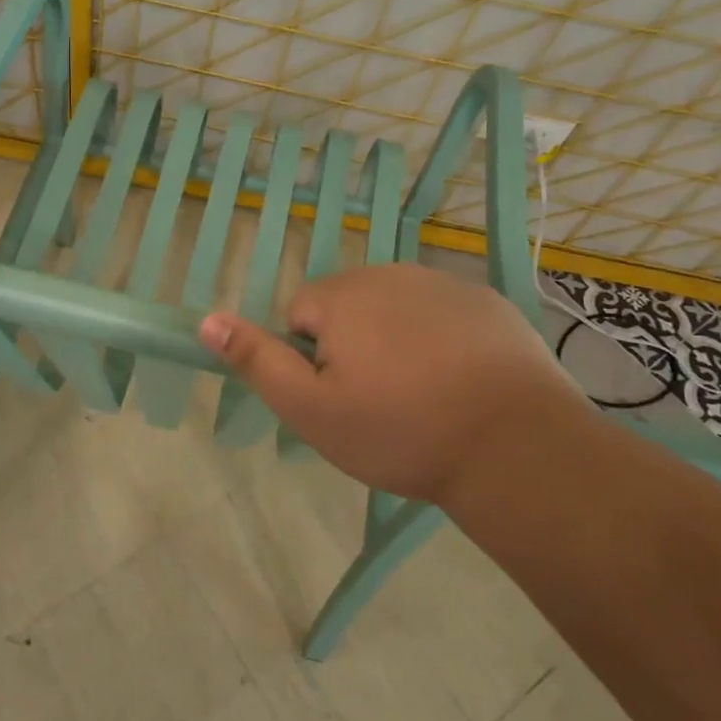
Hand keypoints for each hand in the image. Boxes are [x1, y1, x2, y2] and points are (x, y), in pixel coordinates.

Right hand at [198, 263, 593, 506]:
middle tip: (380, 404)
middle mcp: (389, 274)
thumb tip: (207, 320)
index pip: (300, 315)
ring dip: (398, 342)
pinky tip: (462, 383)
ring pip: (396, 310)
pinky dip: (442, 340)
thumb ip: (257, 361)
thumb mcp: (310, 410)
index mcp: (342, 296)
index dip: (312, 361)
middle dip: (353, 347)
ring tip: (424, 397)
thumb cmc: (399, 430)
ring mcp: (443, 283)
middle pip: (348, 308)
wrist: (514, 446)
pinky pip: (443, 315)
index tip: (342, 400)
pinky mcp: (486, 301)